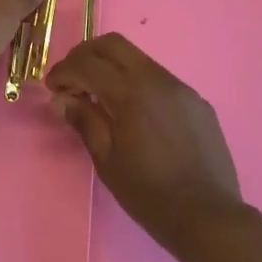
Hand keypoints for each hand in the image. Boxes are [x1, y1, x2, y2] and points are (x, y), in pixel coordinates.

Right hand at [47, 33, 244, 254]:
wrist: (209, 217)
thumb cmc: (150, 194)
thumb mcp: (107, 161)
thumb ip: (84, 121)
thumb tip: (61, 99)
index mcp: (131, 92)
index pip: (88, 63)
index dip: (64, 71)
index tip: (52, 88)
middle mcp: (157, 79)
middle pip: (114, 44)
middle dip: (86, 55)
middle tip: (71, 80)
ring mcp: (181, 88)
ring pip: (139, 59)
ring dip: (112, 68)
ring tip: (99, 98)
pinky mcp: (196, 101)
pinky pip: (160, 80)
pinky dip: (137, 84)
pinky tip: (134, 114)